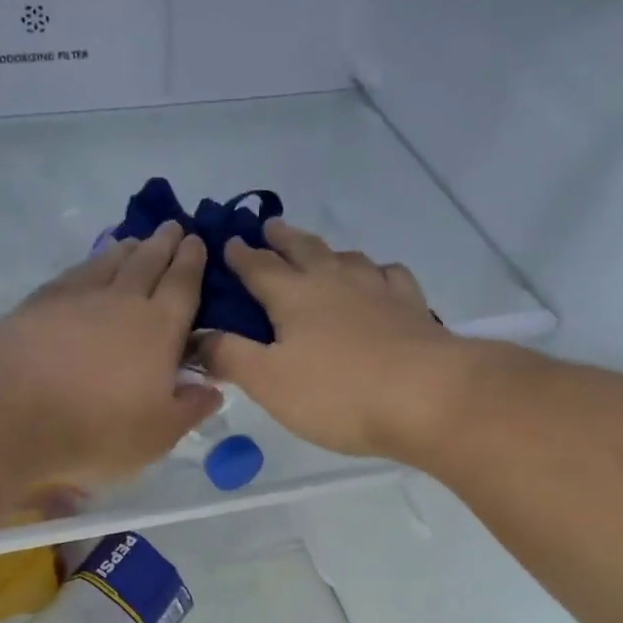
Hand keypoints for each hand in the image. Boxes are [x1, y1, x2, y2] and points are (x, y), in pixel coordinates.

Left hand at [0, 222, 221, 484]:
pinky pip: (77, 271)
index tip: (197, 242)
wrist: (10, 410)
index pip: (183, 284)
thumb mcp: (158, 434)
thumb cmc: (97, 428)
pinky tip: (91, 265)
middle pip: (148, 261)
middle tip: (174, 227)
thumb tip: (213, 389)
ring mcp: (78, 296)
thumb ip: (189, 409)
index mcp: (160, 327)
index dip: (193, 262)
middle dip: (164, 243)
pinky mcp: (41, 301)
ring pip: (111, 260)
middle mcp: (123, 300)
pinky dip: (92, 262)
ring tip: (136, 240)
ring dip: (129, 247)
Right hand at [198, 220, 465, 459]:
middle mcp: (334, 282)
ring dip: (328, 251)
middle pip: (304, 250)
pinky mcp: (411, 307)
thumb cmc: (337, 392)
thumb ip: (229, 356)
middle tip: (270, 226)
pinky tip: (378, 281)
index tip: (227, 242)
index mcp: (294, 297)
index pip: (259, 268)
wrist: (426, 396)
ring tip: (322, 254)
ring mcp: (377, 290)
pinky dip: (376, 273)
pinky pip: (389, 276)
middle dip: (283, 238)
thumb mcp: (269, 382)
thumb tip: (196, 337)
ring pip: (348, 258)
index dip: (240, 256)